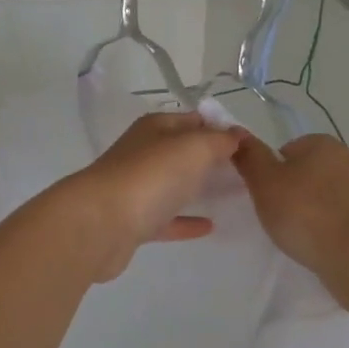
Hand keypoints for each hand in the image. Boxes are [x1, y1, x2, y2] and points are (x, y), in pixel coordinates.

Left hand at [64, 112, 242, 280]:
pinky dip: (186, 220)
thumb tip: (235, 135)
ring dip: (197, 187)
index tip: (247, 143)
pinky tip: (210, 226)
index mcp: (154, 128)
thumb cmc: (151, 176)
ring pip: (172, 184)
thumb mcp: (194, 147)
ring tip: (231, 195)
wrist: (101, 224)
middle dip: (210, 158)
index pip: (192, 120)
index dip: (219, 127)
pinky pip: (166, 218)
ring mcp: (136, 188)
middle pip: (181, 152)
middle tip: (244, 170)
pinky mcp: (133, 222)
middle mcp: (143, 154)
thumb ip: (218, 140)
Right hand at [231, 132, 348, 274]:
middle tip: (276, 216)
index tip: (264, 195)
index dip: (270, 173)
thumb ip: (250, 156)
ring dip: (307, 212)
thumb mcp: (265, 181)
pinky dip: (324, 228)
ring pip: (320, 197)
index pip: (284, 151)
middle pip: (304, 173)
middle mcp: (346, 159)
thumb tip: (237, 132)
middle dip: (289, 192)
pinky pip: (336, 218)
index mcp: (321, 143)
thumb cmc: (306, 212)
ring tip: (296, 235)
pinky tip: (316, 245)